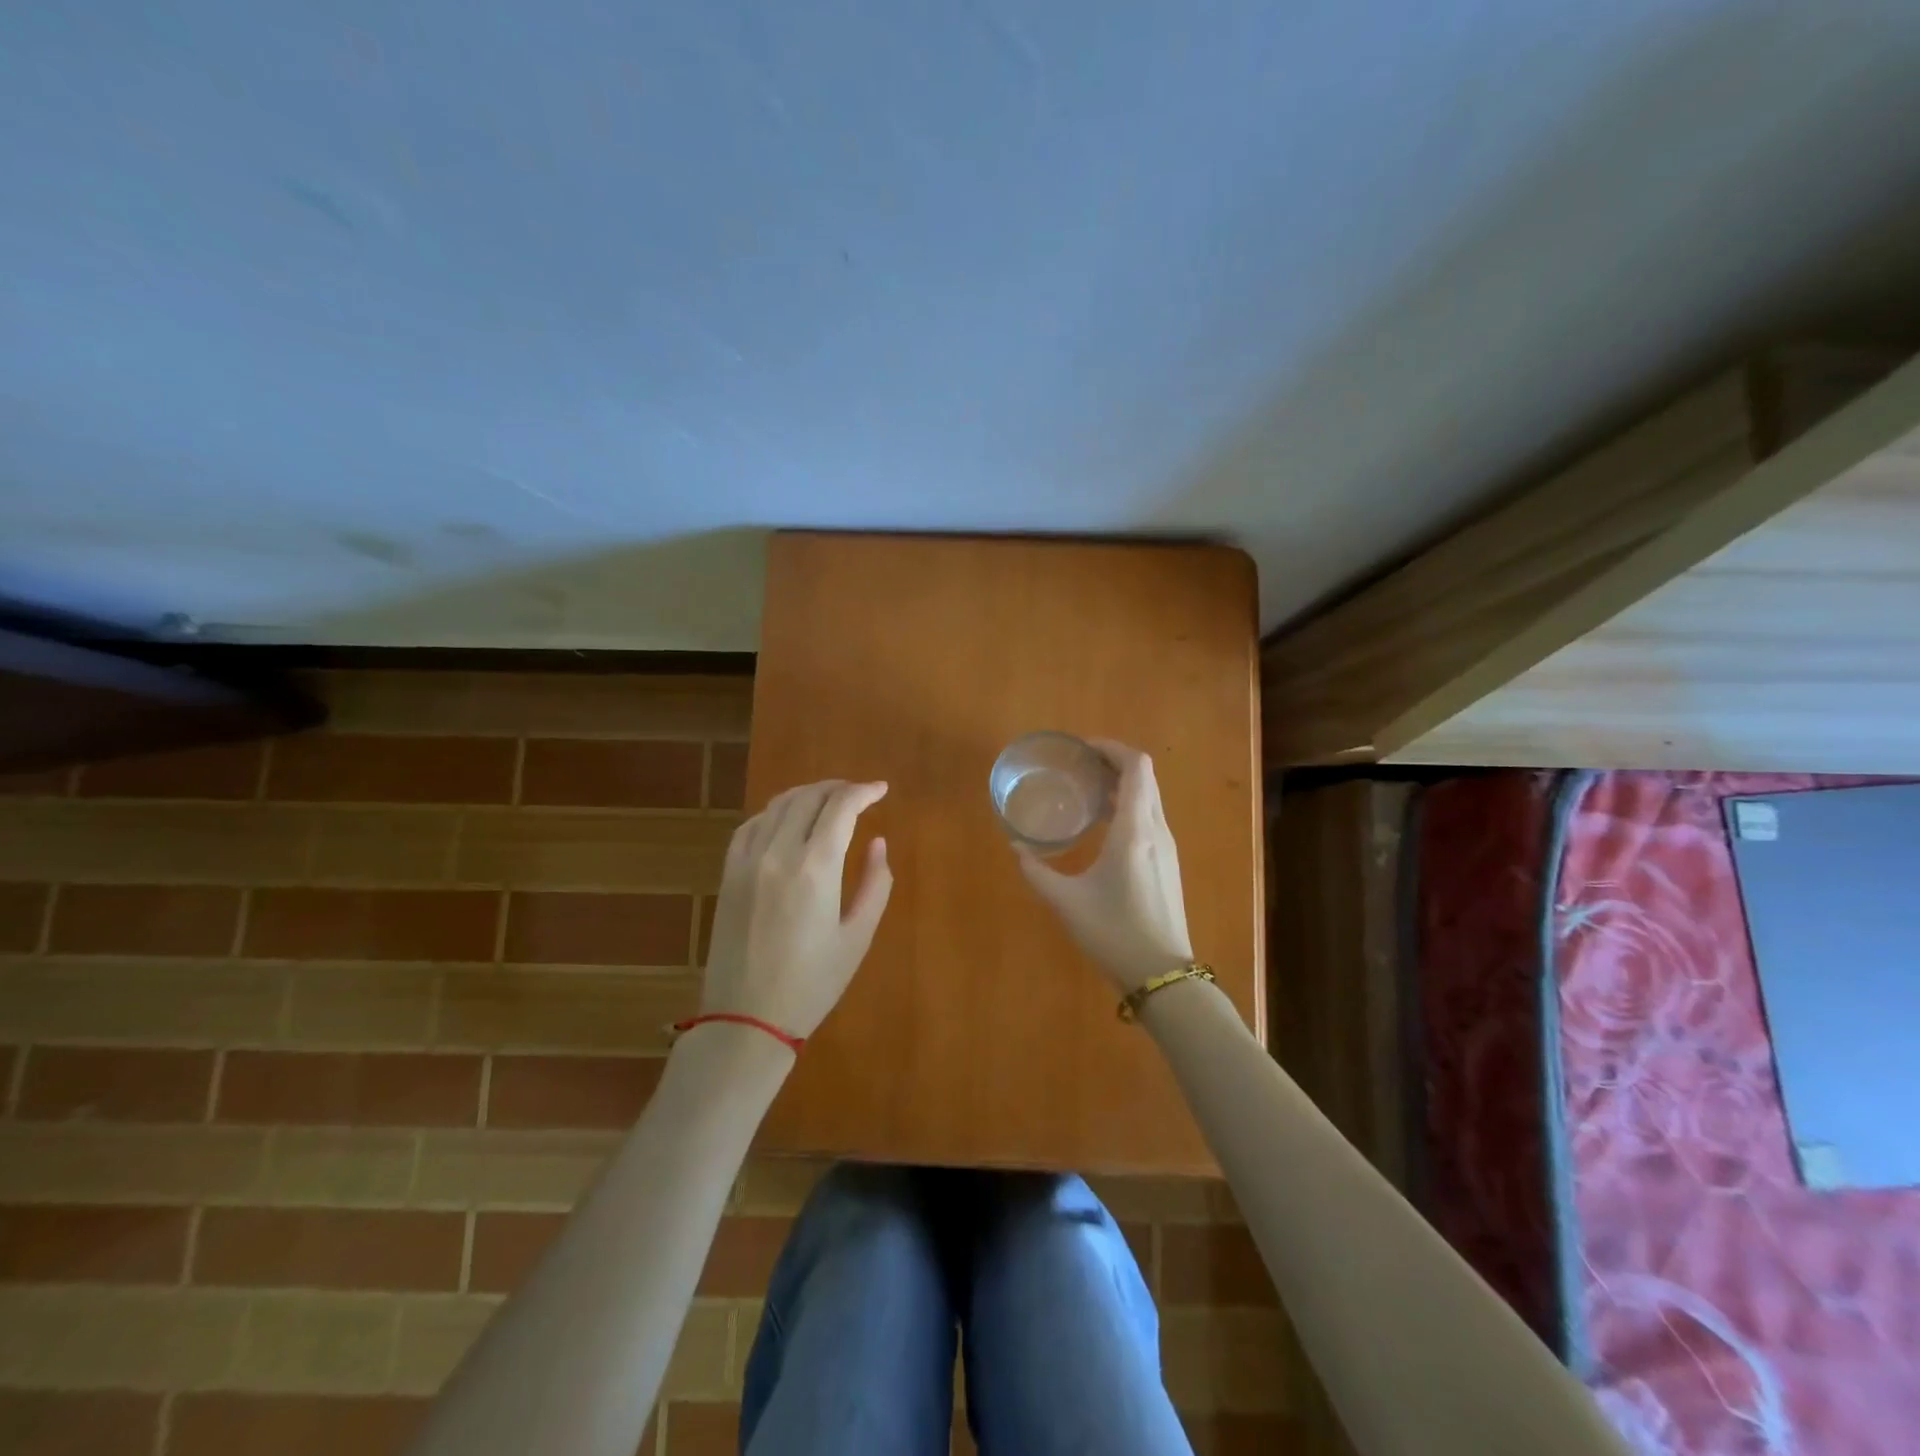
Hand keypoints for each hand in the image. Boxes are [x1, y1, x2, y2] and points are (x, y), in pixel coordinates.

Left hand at [701, 779, 892, 1038]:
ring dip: (807, 794)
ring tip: (828, 800)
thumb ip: (874, 883)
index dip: (863, 792)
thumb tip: (878, 843)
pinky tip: (786, 820)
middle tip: (859, 794)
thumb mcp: (857, 937)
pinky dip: (774, 812)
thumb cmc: (812, 984)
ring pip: (777, 805)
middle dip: (837, 788)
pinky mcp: (728, 874)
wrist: (745, 1020)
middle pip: (808, 798)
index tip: (881, 790)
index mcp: (815, 868)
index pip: (840, 807)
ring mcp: (747, 861)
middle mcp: (778, 853)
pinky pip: (750, 826)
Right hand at [1015, 741, 1194, 993]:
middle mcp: (1156, 830)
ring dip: (1122, 784)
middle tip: (1078, 766)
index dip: (1112, 748)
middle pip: (1144, 777)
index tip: (1082, 749)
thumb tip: (1016, 848)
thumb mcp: (1067, 902)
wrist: (1163, 975)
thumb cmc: (1114, 934)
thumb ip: (1036, 872)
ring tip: (1086, 791)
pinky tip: (1102, 825)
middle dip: (1113, 762)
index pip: (1136, 767)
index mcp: (1134, 830)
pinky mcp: (1167, 863)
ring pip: (1149, 797)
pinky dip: (1128, 806)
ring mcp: (1166, 847)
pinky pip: (1150, 817)